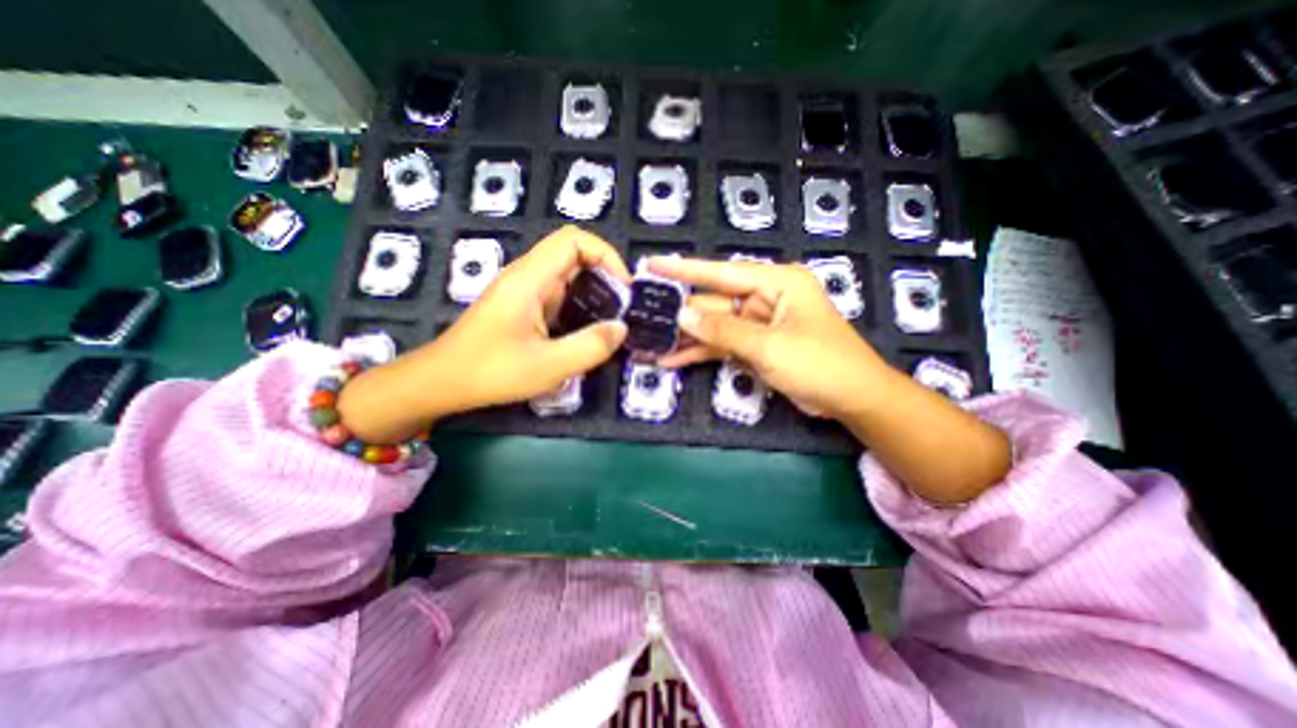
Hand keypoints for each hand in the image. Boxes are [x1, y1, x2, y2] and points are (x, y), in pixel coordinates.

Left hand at [341, 228, 632, 444]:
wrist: (441, 383)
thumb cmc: (490, 372)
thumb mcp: (548, 366)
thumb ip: (590, 346)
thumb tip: (621, 328)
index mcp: (529, 280)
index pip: (573, 240)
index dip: (605, 255)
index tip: (623, 287)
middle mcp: (527, 277)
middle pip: (574, 255)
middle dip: (605, 276)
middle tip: (623, 308)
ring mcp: (524, 292)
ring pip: (568, 276)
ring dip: (594, 293)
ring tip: (612, 321)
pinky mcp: (523, 308)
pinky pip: (560, 296)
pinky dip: (581, 307)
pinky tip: (589, 331)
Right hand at [660, 256, 892, 418]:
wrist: (852, 399)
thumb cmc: (820, 364)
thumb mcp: (769, 346)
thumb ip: (723, 331)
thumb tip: (683, 315)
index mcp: (776, 282)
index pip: (723, 272)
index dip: (685, 270)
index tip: (653, 264)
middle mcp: (765, 297)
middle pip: (714, 302)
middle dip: (682, 314)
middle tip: (644, 318)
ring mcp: (758, 324)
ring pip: (715, 326)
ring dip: (687, 337)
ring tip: (652, 343)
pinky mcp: (755, 346)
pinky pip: (722, 345)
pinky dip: (701, 353)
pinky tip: (674, 359)